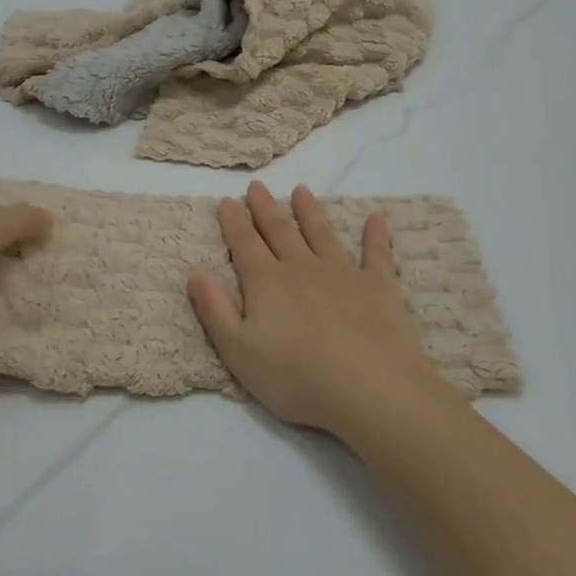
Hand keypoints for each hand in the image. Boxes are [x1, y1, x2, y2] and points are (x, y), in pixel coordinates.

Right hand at [187, 182, 451, 439]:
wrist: (369, 389)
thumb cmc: (296, 377)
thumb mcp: (239, 352)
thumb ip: (215, 310)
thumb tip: (195, 273)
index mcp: (267, 282)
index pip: (244, 244)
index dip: (234, 222)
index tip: (227, 200)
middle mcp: (302, 268)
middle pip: (280, 231)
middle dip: (266, 208)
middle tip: (257, 186)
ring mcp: (343, 273)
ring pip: (322, 234)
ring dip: (310, 211)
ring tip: (301, 191)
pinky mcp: (379, 286)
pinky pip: (377, 253)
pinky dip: (375, 235)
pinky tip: (376, 218)